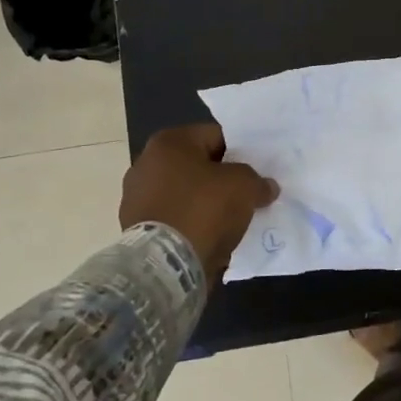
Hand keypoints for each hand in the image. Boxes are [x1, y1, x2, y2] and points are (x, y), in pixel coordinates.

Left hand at [120, 124, 277, 280]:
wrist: (164, 264)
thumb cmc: (204, 209)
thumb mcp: (244, 187)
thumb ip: (258, 181)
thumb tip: (266, 187)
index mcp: (169, 142)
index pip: (215, 136)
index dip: (240, 153)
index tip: (255, 171)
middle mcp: (146, 163)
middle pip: (197, 165)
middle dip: (220, 179)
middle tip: (244, 195)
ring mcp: (136, 197)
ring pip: (184, 193)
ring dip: (203, 203)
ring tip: (228, 220)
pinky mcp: (134, 228)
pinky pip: (173, 218)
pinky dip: (189, 224)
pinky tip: (208, 237)